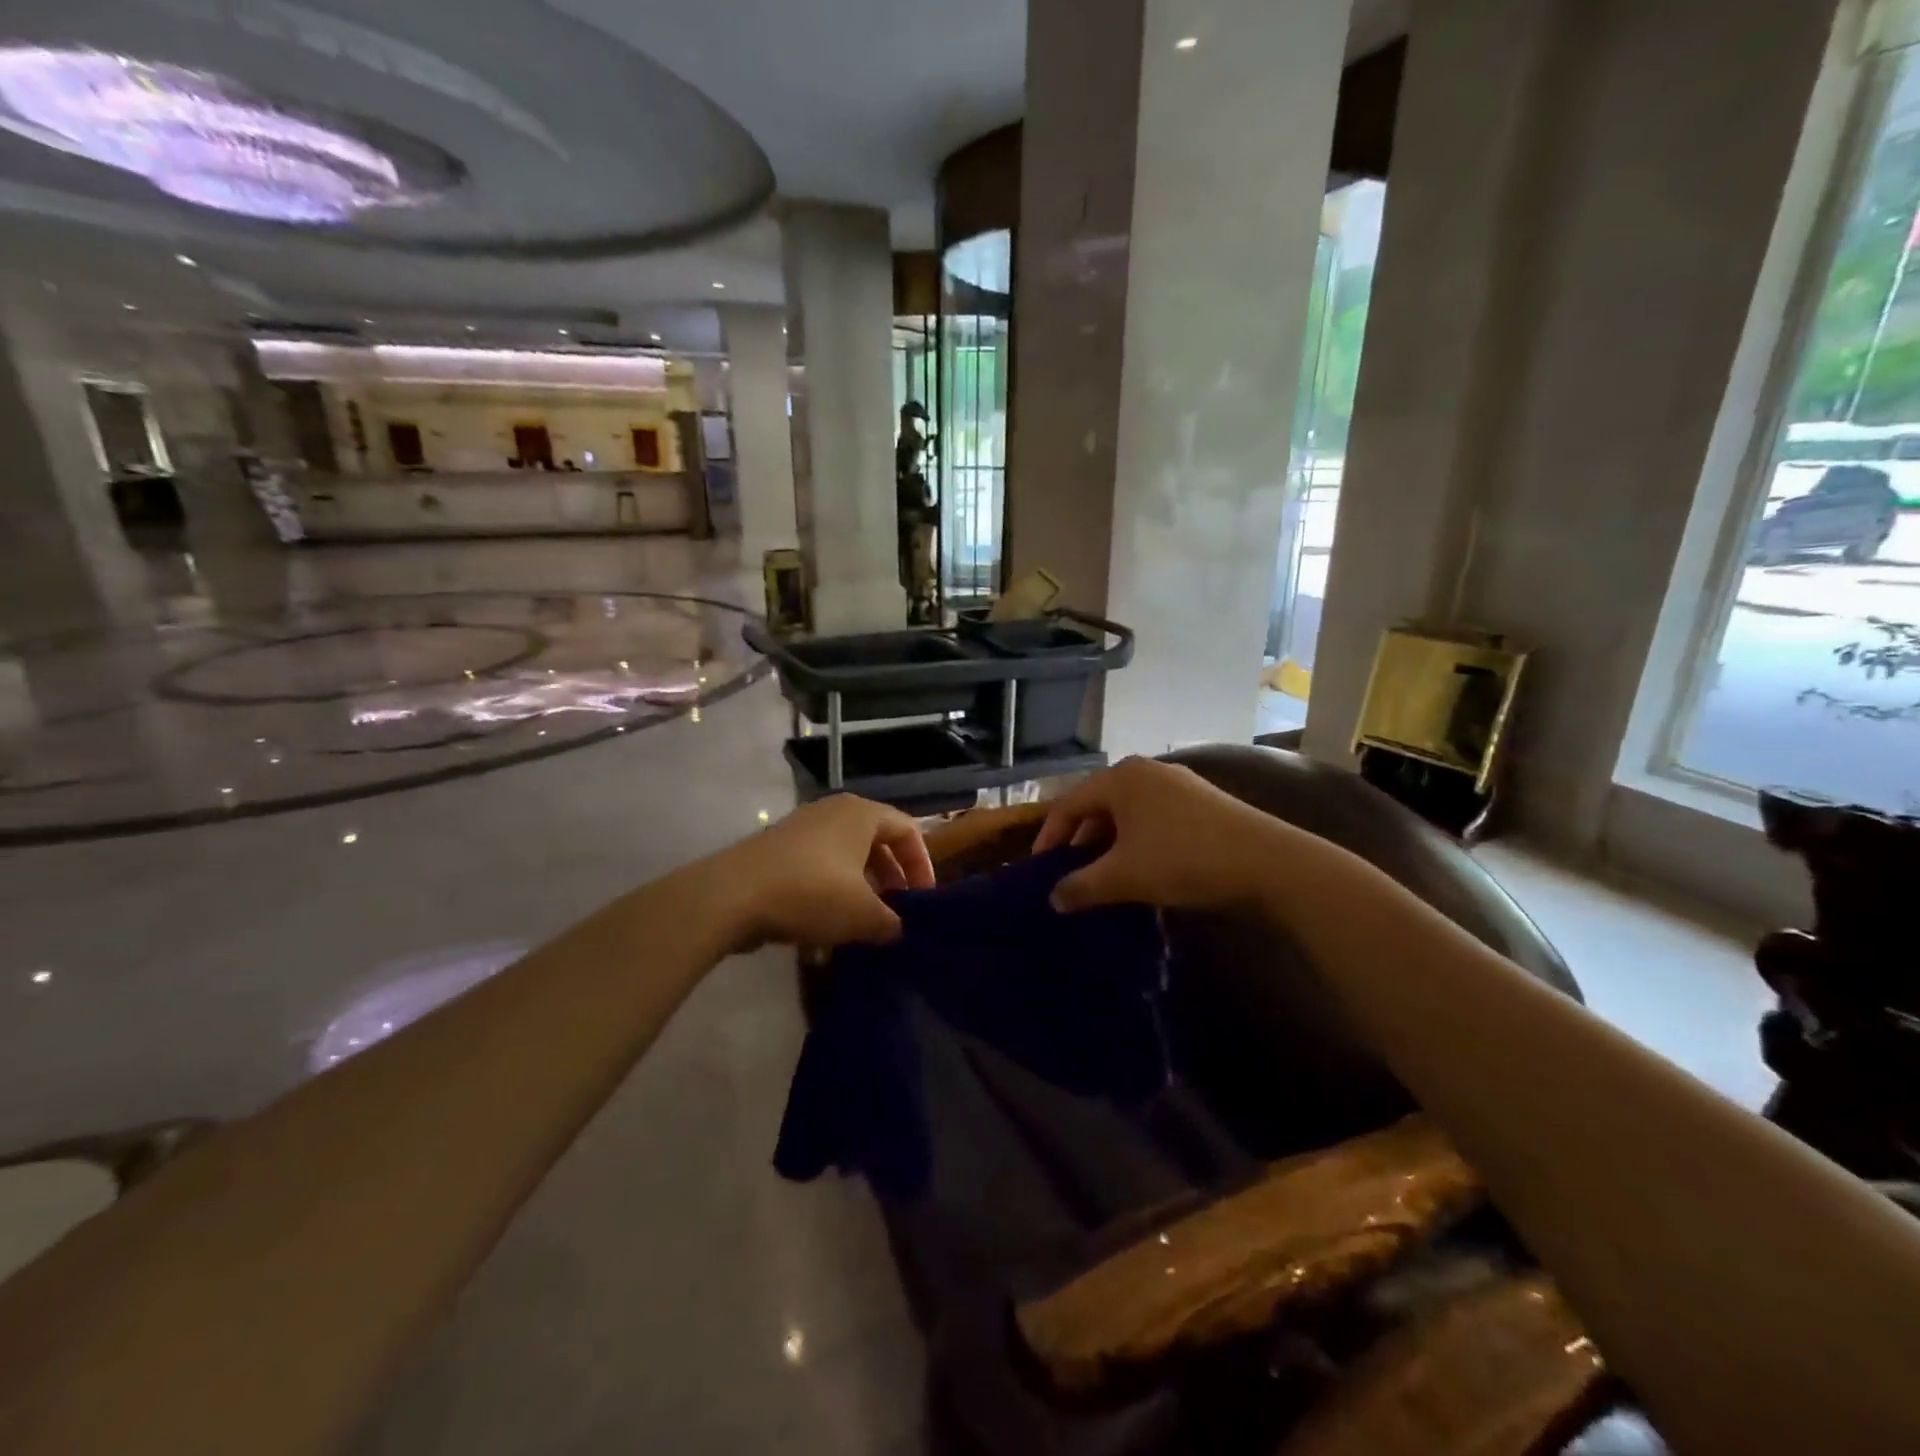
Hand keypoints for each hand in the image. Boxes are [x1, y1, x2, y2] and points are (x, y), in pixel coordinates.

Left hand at [721, 795, 935, 950]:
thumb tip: (898, 930)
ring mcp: (802, 829)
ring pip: (846, 857)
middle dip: (891, 879)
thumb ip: (891, 922)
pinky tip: (827, 928)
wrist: (731, 896)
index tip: (923, 900)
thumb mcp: (863, 915)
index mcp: (861, 814)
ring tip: (865, 924)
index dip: (922, 865)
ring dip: (861, 889)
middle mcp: (833, 812)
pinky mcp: (777, 851)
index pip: (908, 830)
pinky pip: (818, 868)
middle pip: (876, 842)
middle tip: (897, 912)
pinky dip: (831, 893)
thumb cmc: (811, 893)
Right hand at [1034, 757, 1279, 912]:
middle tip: (1070, 872)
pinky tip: (1143, 867)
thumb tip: (1054, 899)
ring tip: (1104, 874)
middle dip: (1081, 840)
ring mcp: (1177, 783)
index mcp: (1120, 779)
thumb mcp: (1123, 877)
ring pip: (1128, 812)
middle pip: (1098, 804)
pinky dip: (1137, 840)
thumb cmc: (1182, 859)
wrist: (1267, 861)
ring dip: (1110, 842)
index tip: (1040, 868)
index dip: (1050, 837)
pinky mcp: (1202, 800)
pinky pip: (1153, 816)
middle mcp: (1145, 771)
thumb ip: (1081, 886)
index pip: (1069, 804)